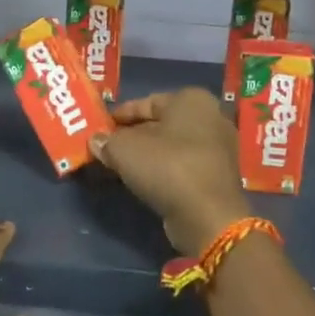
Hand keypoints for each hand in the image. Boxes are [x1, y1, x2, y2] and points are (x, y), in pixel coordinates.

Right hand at [90, 88, 250, 254]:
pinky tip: (143, 180)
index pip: (148, 101)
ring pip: (172, 146)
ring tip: (120, 165)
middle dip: (133, 135)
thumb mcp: (125, 150)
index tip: (102, 126)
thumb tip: (96, 141)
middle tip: (108, 146)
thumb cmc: (167, 167)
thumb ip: (107, 141)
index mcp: (192, 99)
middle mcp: (211, 117)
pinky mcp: (217, 175)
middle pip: (161, 123)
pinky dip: (163, 169)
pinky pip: (183, 164)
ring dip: (147, 154)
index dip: (122, 114)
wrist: (207, 215)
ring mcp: (218, 148)